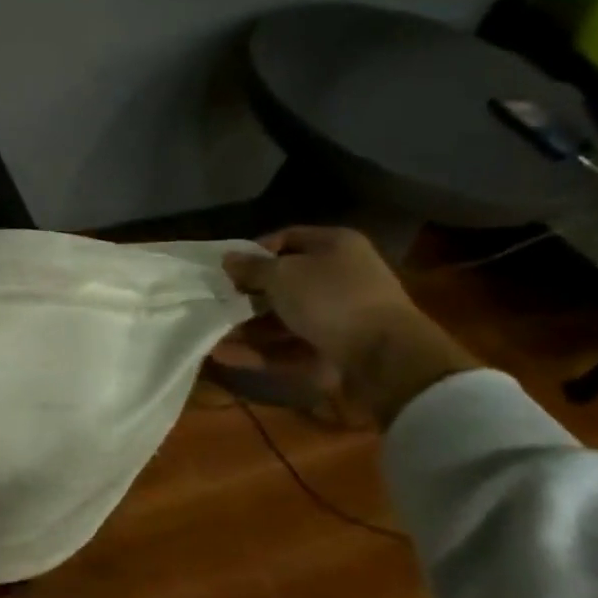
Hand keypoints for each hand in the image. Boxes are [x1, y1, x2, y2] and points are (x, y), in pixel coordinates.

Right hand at [218, 227, 478, 427]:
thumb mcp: (282, 275)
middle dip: (247, 294)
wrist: (386, 359)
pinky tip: (224, 355)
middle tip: (215, 301)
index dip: (254, 251)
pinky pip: (289, 348)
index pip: (287, 238)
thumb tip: (227, 258)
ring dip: (247, 327)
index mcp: (335, 246)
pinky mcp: (334, 351)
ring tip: (211, 333)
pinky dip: (259, 351)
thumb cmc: (332, 299)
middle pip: (284, 282)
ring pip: (284, 318)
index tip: (226, 268)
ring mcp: (339, 317)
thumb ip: (251, 267)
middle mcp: (340, 277)